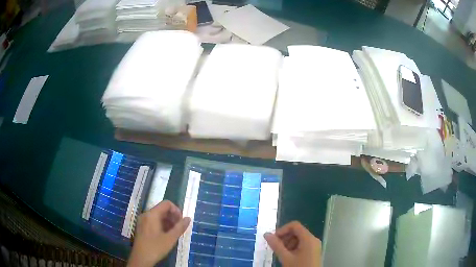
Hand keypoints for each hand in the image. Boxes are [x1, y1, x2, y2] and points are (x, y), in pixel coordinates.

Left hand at [127, 200, 190, 266]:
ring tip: (174, 232)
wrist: (141, 258)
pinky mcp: (142, 227)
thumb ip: (180, 227)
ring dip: (168, 221)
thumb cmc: (156, 247)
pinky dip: (162, 225)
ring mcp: (143, 221)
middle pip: (162, 209)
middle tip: (179, 228)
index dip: (176, 210)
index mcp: (152, 214)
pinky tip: (166, 235)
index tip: (181, 221)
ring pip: (158, 216)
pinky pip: (153, 221)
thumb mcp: (170, 238)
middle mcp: (146, 214)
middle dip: (173, 217)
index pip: (166, 204)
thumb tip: (188, 218)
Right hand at [264, 221, 321, 266]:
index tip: (273, 239)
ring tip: (282, 254)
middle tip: (276, 248)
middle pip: (297, 232)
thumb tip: (266, 234)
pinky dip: (293, 248)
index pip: (294, 225)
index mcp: (308, 238)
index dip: (282, 230)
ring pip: (299, 239)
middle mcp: (313, 239)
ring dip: (288, 244)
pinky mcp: (313, 251)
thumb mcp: (286, 258)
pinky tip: (288, 257)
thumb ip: (276, 245)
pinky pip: (302, 245)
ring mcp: (314, 246)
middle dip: (284, 238)